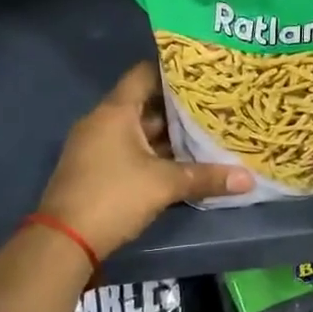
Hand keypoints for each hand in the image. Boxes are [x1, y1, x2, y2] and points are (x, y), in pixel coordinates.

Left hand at [37, 62, 252, 258]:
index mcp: (115, 112)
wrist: (64, 241)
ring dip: (167, 133)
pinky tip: (181, 160)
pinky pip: (130, 149)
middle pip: (144, 104)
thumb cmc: (114, 196)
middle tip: (214, 103)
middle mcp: (102, 121)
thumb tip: (249, 179)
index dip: (173, 70)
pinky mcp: (95, 169)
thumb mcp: (164, 185)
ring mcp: (96, 146)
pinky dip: (154, 151)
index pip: (145, 75)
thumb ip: (206, 177)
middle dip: (178, 106)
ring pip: (138, 130)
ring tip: (205, 130)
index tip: (202, 71)